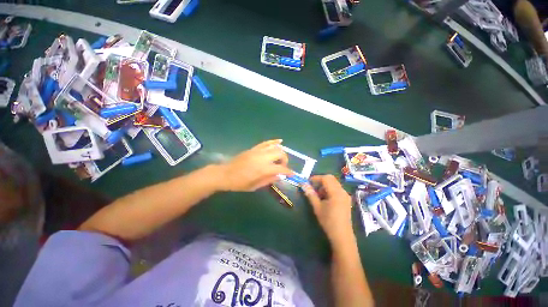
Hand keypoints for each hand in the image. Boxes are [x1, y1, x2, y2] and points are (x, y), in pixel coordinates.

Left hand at [218, 139, 292, 191]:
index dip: (288, 172)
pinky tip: (280, 141)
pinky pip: (266, 143)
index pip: (281, 168)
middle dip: (285, 160)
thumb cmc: (240, 183)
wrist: (225, 174)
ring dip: (281, 152)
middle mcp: (262, 158)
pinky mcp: (254, 148)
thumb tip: (280, 176)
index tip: (292, 174)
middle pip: (280, 154)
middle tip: (283, 167)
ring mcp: (258, 151)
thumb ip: (269, 180)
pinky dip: (274, 141)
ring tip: (280, 158)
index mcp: (263, 169)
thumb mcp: (255, 186)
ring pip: (275, 147)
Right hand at [303, 175, 353, 244]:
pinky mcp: (346, 200)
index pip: (326, 178)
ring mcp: (346, 195)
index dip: (316, 178)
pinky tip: (325, 199)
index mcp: (336, 192)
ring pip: (334, 184)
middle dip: (320, 181)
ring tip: (318, 195)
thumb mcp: (317, 207)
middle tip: (312, 188)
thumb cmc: (328, 221)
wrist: (342, 236)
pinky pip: (337, 189)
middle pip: (331, 179)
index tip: (308, 182)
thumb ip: (311, 194)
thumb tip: (303, 185)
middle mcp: (342, 191)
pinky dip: (329, 190)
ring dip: (325, 186)